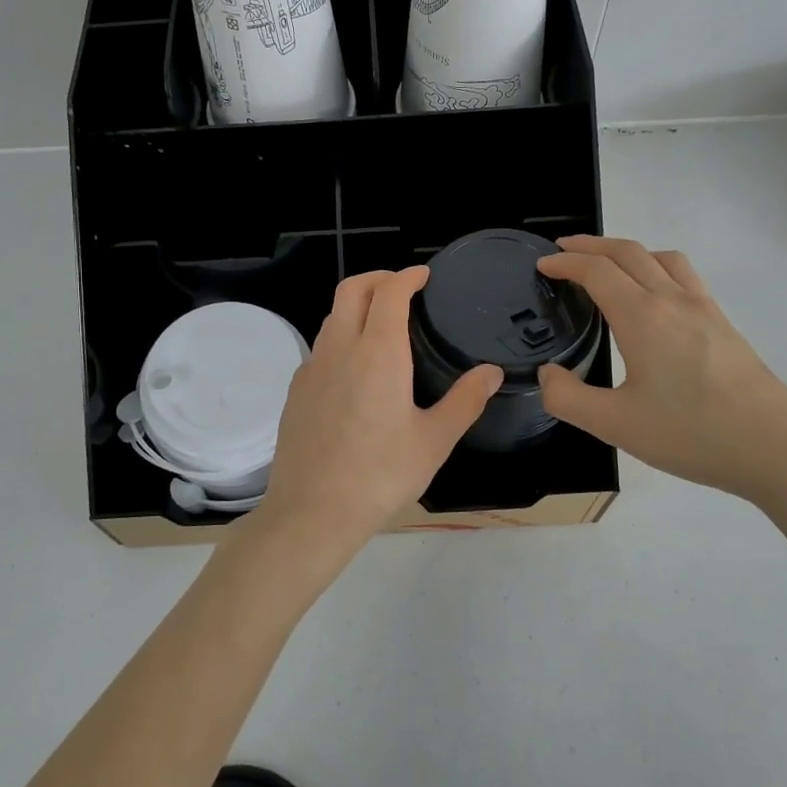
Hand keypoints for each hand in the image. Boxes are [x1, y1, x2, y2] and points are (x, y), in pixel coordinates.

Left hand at [249, 267, 501, 577]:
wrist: (312, 511)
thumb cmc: (380, 475)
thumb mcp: (434, 441)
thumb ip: (465, 401)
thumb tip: (490, 372)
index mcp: (377, 353)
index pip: (389, 292)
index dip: (407, 275)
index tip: (423, 275)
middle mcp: (339, 349)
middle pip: (351, 290)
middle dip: (377, 277)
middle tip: (402, 286)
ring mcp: (312, 369)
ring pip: (331, 317)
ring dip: (356, 306)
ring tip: (381, 323)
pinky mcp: (296, 391)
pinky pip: (320, 348)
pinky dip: (340, 337)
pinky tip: (355, 368)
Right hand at [537, 236, 786, 504]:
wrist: (776, 447)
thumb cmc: (691, 434)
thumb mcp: (615, 425)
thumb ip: (567, 398)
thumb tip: (548, 373)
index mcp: (642, 317)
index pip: (596, 271)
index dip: (565, 263)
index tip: (542, 266)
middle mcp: (673, 300)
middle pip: (628, 252)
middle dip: (590, 246)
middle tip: (562, 252)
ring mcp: (704, 308)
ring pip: (660, 257)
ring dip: (626, 250)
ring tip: (605, 265)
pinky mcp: (722, 322)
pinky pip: (683, 274)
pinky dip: (655, 265)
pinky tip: (653, 295)